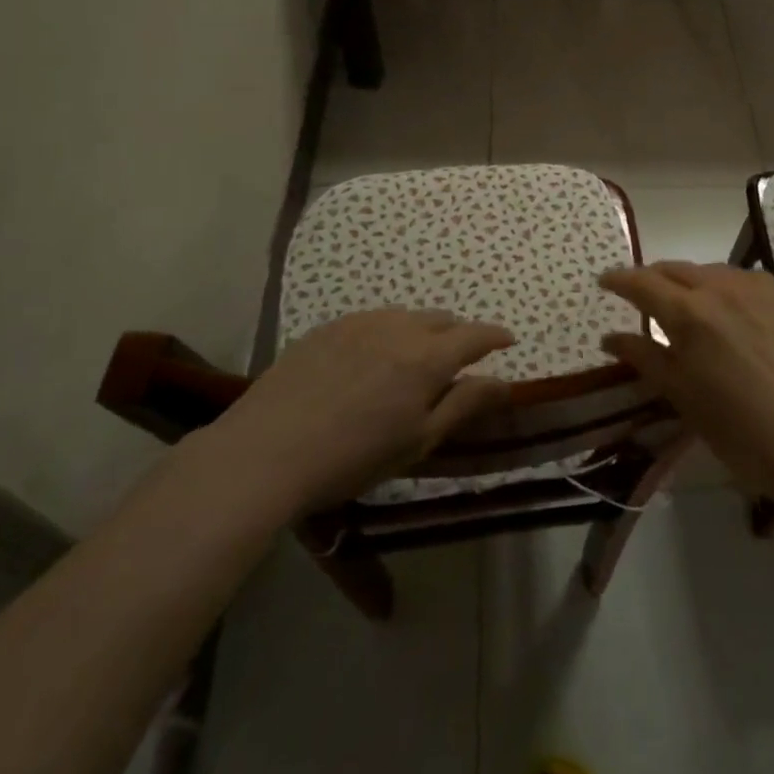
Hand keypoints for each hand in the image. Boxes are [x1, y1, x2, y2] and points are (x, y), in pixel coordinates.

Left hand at [204, 309, 513, 516]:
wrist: (265, 452)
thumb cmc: (352, 457)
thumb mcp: (418, 440)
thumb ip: (464, 404)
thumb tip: (504, 382)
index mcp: (428, 357)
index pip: (475, 336)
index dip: (496, 336)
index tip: (508, 341)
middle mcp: (399, 327)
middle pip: (442, 320)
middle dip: (459, 333)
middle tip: (461, 357)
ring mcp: (360, 323)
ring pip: (406, 316)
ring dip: (422, 330)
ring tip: (415, 356)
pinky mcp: (327, 328)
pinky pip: (371, 320)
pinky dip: (387, 331)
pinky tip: (371, 357)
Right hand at [599, 262, 773, 498]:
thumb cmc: (738, 427)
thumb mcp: (681, 395)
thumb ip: (644, 357)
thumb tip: (609, 337)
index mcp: (690, 312)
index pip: (643, 283)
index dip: (619, 279)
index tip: (604, 281)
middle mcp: (721, 288)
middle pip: (675, 269)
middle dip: (652, 278)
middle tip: (639, 295)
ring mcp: (757, 289)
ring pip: (710, 271)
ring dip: (689, 281)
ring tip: (684, 306)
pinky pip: (741, 280)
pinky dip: (722, 288)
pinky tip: (727, 311)